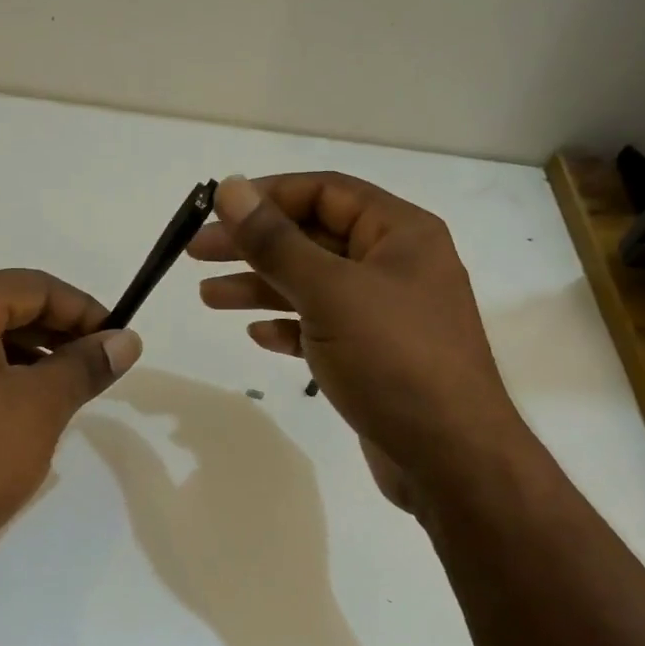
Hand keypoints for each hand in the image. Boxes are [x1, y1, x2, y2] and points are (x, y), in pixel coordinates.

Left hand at [0, 269, 141, 577]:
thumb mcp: (40, 409)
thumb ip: (85, 366)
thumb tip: (125, 341)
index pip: (33, 287)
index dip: (83, 311)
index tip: (115, 342)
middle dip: (51, 334)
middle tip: (90, 369)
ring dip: (17, 356)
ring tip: (53, 395)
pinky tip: (2, 413)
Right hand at [191, 173, 521, 500]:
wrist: (449, 457)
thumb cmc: (394, 360)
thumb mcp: (330, 293)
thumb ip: (276, 242)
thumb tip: (231, 188)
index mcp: (400, 233)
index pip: (326, 192)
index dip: (268, 196)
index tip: (216, 210)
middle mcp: (395, 266)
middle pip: (313, 238)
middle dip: (254, 245)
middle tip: (196, 254)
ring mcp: (385, 314)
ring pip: (312, 286)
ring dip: (260, 287)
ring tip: (208, 297)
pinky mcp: (373, 357)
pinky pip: (322, 329)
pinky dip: (289, 327)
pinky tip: (257, 335)